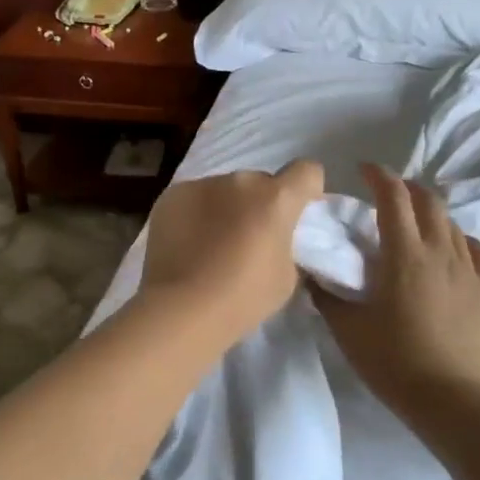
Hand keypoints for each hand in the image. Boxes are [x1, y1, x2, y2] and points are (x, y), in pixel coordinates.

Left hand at [138, 159, 325, 346]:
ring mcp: (203, 184)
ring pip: (225, 190)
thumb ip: (286, 245)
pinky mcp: (172, 195)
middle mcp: (242, 181)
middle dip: (260, 204)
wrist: (182, 309)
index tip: (297, 213)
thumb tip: (275, 239)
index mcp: (277, 198)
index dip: (307, 189)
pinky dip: (196, 214)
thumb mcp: (287, 276)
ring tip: (212, 244)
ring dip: (226, 208)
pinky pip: (194, 198)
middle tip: (250, 238)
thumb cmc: (244, 298)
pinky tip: (187, 244)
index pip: (307, 171)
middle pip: (261, 183)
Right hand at [311, 164, 479, 404]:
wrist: (450, 399)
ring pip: (452, 223)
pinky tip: (454, 250)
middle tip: (388, 196)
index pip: (393, 196)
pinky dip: (461, 241)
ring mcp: (469, 269)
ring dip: (431, 214)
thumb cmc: (392, 361)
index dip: (378, 175)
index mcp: (404, 254)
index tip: (363, 170)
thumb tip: (310, 273)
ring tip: (416, 226)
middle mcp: (440, 251)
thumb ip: (326, 296)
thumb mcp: (348, 329)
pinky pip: (478, 251)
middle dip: (407, 189)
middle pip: (428, 200)